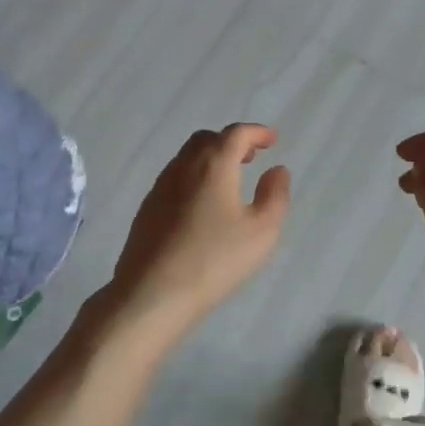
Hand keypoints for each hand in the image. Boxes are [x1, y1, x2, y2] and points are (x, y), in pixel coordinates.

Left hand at [101, 123, 290, 351]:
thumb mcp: (262, 231)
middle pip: (207, 139)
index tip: (272, 139)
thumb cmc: (214, 260)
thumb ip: (275, 195)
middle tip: (250, 157)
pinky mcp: (147, 209)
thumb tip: (277, 170)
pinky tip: (202, 205)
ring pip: (187, 158)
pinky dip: (194, 177)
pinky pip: (175, 179)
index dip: (256, 132)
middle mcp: (183, 167)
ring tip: (229, 180)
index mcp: (214, 165)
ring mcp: (160, 187)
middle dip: (231, 141)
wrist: (152, 293)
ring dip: (211, 159)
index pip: (236, 134)